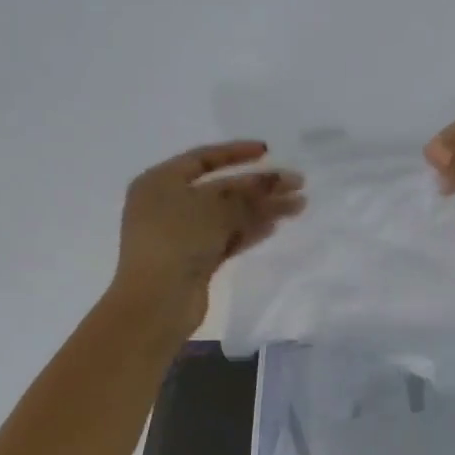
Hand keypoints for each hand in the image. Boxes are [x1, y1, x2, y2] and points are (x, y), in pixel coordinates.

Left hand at [110, 141, 305, 340]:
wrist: (157, 302)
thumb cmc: (177, 240)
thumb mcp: (215, 207)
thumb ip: (250, 191)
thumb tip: (278, 178)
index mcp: (160, 182)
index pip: (203, 158)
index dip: (237, 153)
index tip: (268, 151)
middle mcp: (168, 204)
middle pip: (222, 188)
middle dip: (260, 186)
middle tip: (297, 184)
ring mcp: (182, 234)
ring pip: (228, 214)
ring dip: (262, 209)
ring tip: (298, 205)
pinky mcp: (194, 260)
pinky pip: (227, 237)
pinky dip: (249, 230)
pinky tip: (275, 225)